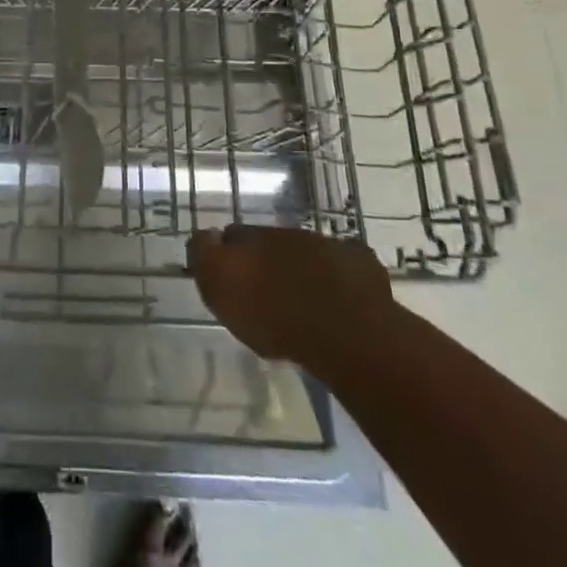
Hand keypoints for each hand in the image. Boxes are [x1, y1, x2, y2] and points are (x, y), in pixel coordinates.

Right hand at [188, 224, 392, 366]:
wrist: (343, 332)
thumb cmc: (273, 315)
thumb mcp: (220, 287)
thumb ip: (205, 255)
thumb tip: (204, 235)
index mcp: (255, 237)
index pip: (234, 234)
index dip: (229, 252)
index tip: (230, 274)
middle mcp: (290, 234)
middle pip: (272, 243)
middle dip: (267, 262)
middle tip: (265, 291)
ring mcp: (329, 248)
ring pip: (308, 254)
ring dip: (302, 271)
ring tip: (302, 301)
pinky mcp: (362, 268)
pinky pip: (346, 269)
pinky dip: (340, 279)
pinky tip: (340, 300)